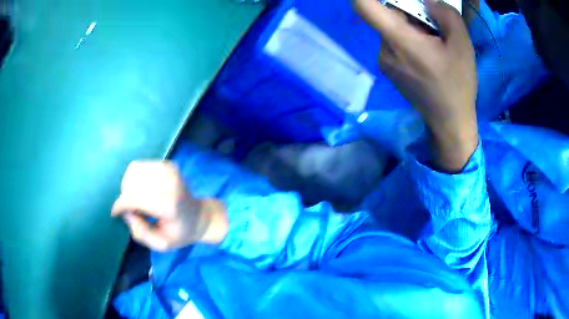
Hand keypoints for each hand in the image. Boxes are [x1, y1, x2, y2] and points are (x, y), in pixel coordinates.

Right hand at [111, 161, 226, 250]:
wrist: (199, 216)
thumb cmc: (179, 233)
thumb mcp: (160, 244)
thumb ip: (140, 232)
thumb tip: (126, 212)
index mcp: (169, 206)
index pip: (134, 197)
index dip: (120, 205)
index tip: (115, 213)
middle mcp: (170, 184)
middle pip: (132, 182)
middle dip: (125, 196)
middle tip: (130, 210)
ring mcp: (170, 170)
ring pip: (134, 170)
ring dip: (129, 185)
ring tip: (136, 199)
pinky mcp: (168, 164)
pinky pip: (140, 166)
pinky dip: (135, 177)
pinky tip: (142, 189)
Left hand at [355, 0, 477, 171]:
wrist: (449, 122)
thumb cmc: (458, 84)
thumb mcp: (462, 45)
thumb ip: (445, 14)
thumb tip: (428, 1)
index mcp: (398, 40)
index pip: (365, 6)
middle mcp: (383, 49)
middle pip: (385, 15)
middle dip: (408, 10)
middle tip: (433, 23)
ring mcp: (384, 61)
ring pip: (391, 28)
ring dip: (411, 26)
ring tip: (435, 42)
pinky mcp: (389, 69)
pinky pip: (394, 42)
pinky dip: (408, 38)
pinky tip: (428, 53)